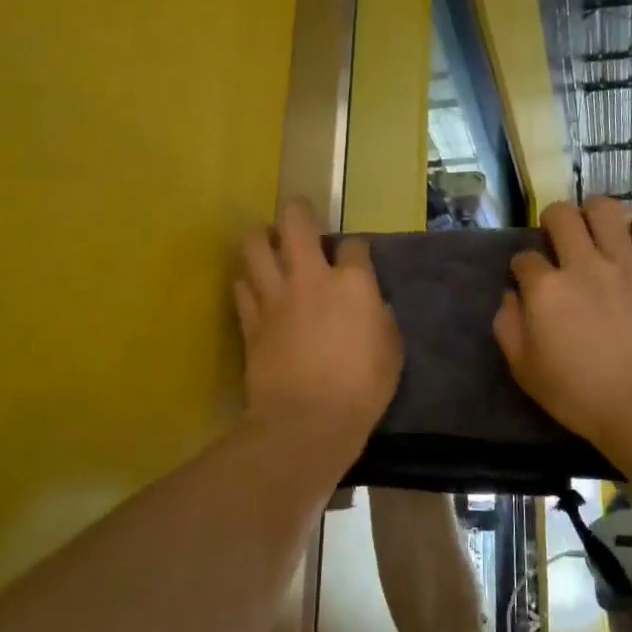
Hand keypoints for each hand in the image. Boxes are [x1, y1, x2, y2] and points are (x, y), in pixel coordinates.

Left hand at [235, 200, 401, 452]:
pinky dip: (247, 280)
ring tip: (268, 244)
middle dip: (298, 212)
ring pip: (254, 245)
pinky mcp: (250, 320)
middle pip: (295, 222)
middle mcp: (310, 277)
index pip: (353, 245)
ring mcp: (274, 296)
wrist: (307, 420)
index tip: (355, 258)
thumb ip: (379, 318)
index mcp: (352, 283)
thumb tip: (369, 306)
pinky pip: (241, 285)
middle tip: (300, 218)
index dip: (355, 248)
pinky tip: (255, 286)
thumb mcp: (391, 350)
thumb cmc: (362, 388)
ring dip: (261, 238)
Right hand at [493, 198, 631, 453]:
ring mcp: (626, 264)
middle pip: (560, 216)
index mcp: (545, 290)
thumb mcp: (526, 372)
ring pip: (605, 209)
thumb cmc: (582, 397)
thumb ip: (509, 328)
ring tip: (597, 228)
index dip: (522, 267)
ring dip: (595, 213)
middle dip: (553, 222)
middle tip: (560, 241)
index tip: (528, 280)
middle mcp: (582, 265)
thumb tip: (510, 297)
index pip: (524, 258)